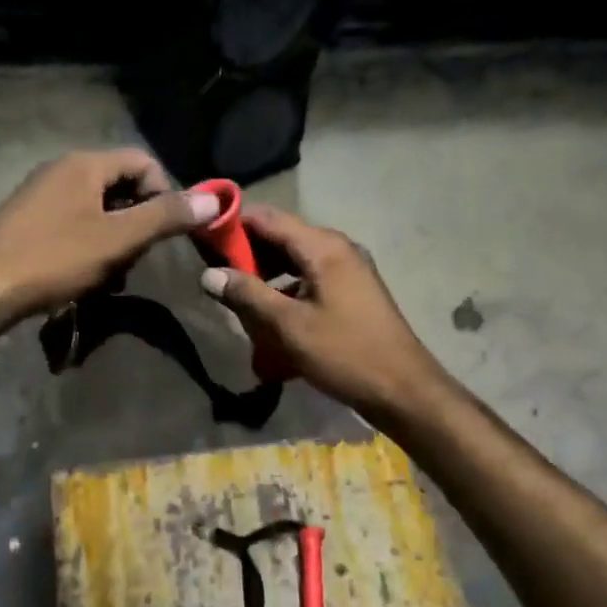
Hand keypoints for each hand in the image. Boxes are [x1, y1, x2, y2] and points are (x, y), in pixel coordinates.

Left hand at [0, 149, 219, 324]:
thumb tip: (214, 199)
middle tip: (138, 258)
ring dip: (115, 241)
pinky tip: (87, 278)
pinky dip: (90, 248)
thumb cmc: (54, 258)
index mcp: (84, 164)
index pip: (142, 162)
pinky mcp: (29, 222)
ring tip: (112, 276)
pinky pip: (74, 226)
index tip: (167, 231)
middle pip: (120, 186)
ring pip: (98, 211)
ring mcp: (42, 196)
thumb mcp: (118, 239)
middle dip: (138, 223)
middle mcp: (62, 170)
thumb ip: (165, 217)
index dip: (164, 193)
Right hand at [199, 204, 445, 418]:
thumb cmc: (344, 353)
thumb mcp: (288, 326)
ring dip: (265, 275)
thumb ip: (247, 295)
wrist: (402, 389)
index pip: (268, 218)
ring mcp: (348, 269)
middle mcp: (337, 249)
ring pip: (294, 260)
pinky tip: (269, 317)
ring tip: (237, 299)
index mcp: (323, 247)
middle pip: (281, 237)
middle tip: (215, 275)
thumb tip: (209, 274)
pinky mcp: (351, 291)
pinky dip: (285, 290)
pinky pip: (309, 279)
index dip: (233, 224)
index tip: (203, 239)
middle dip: (247, 254)